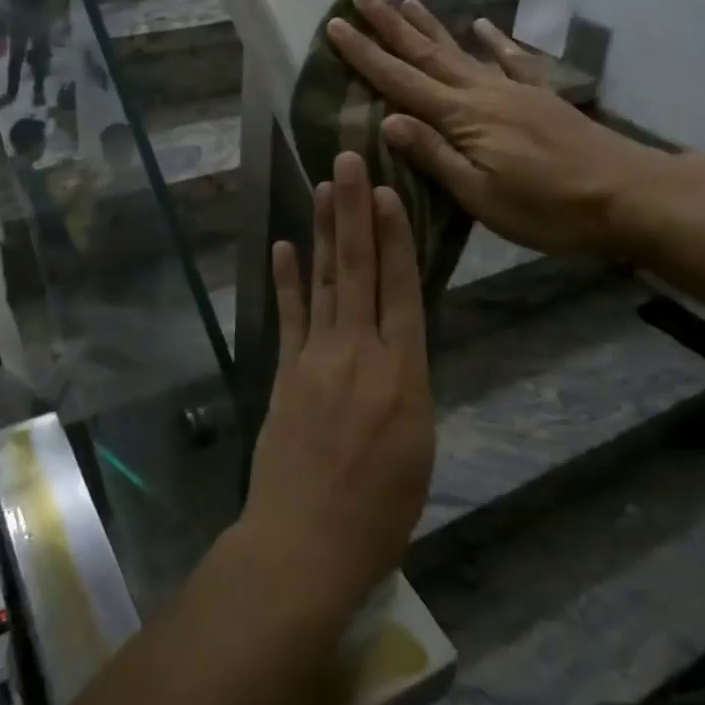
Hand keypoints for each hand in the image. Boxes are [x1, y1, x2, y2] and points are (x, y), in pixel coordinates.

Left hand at [240, 152, 434, 620]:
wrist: (307, 543)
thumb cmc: (380, 511)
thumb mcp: (419, 448)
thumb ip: (409, 387)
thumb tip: (401, 346)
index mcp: (403, 374)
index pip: (401, 289)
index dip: (395, 237)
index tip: (388, 192)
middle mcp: (359, 352)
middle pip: (359, 270)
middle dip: (354, 211)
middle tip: (348, 161)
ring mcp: (316, 358)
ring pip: (325, 282)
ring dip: (324, 231)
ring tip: (323, 188)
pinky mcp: (285, 373)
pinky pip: (288, 316)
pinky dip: (287, 279)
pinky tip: (285, 245)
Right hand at [325, 0, 664, 255]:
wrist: (626, 194)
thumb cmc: (547, 206)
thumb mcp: (480, 194)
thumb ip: (434, 155)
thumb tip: (387, 121)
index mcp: (461, 118)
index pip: (400, 82)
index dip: (365, 55)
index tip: (335, 27)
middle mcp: (482, 92)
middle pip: (426, 54)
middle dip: (389, 26)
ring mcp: (513, 90)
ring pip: (461, 51)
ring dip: (430, 26)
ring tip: (406, 0)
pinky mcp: (540, 97)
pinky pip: (512, 61)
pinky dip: (495, 41)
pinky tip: (484, 26)